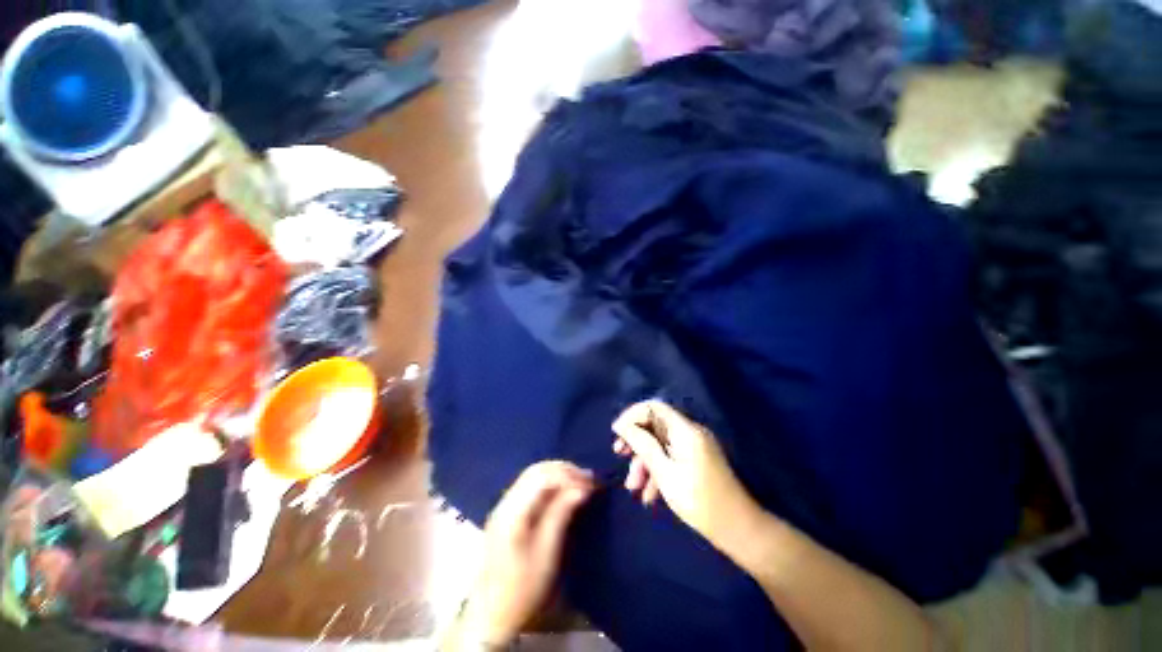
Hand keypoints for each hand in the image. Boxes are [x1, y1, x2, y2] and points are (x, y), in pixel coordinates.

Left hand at [458, 461, 595, 646]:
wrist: (492, 612)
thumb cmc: (523, 588)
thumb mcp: (547, 552)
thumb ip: (562, 513)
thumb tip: (582, 487)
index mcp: (513, 512)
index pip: (542, 477)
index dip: (568, 475)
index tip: (591, 483)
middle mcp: (505, 502)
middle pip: (536, 470)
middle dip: (564, 470)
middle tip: (588, 479)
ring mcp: (503, 505)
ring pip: (532, 474)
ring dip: (557, 473)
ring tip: (579, 482)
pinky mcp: (506, 511)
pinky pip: (529, 484)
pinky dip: (549, 481)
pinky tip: (562, 489)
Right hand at [612, 401, 760, 553]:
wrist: (737, 529)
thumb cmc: (698, 500)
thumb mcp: (664, 472)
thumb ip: (642, 444)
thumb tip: (622, 424)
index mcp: (685, 430)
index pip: (653, 407)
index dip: (632, 415)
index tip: (617, 433)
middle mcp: (690, 432)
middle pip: (656, 425)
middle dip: (636, 440)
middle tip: (619, 454)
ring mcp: (694, 446)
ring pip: (661, 444)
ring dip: (645, 461)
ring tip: (633, 487)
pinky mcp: (696, 460)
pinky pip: (671, 456)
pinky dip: (658, 470)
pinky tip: (649, 495)